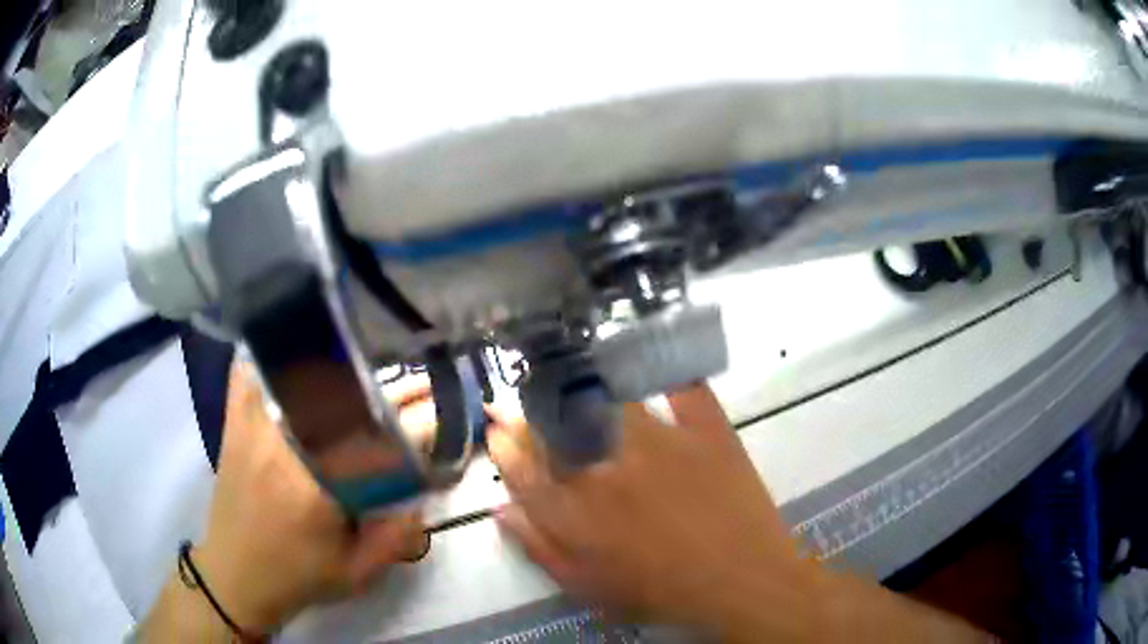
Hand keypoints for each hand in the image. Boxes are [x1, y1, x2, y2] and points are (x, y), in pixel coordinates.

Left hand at [192, 364, 428, 632]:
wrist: (234, 575)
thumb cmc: (298, 578)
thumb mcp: (358, 573)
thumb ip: (398, 536)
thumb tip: (423, 493)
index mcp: (317, 489)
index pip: (376, 441)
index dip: (416, 421)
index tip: (442, 410)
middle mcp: (282, 446)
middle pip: (341, 396)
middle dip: (387, 385)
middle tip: (417, 378)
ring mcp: (252, 428)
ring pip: (295, 375)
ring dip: (335, 364)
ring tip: (367, 358)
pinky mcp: (233, 424)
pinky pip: (250, 373)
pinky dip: (271, 358)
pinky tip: (293, 351)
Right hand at [487, 385, 810, 635]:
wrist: (741, 581)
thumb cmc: (661, 591)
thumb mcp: (588, 585)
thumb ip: (539, 546)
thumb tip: (501, 508)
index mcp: (578, 510)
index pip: (523, 468)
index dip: (503, 446)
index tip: (494, 428)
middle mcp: (608, 466)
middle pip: (554, 428)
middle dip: (523, 411)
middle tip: (512, 398)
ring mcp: (659, 441)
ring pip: (605, 399)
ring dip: (575, 384)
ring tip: (559, 371)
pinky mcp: (703, 428)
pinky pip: (680, 387)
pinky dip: (664, 367)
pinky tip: (646, 351)